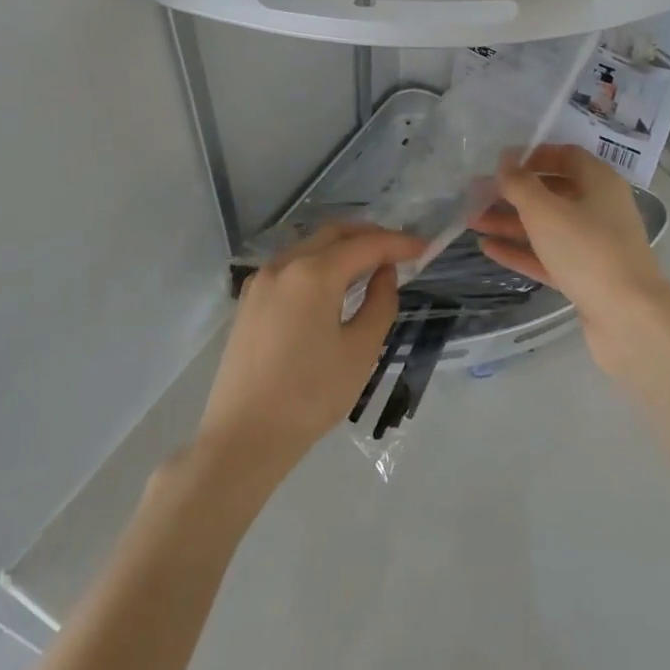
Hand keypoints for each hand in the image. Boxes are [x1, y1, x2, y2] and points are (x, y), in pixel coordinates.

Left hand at [194, 223, 425, 480]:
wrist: (244, 436)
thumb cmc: (310, 395)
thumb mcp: (360, 350)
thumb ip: (381, 303)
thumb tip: (384, 273)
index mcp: (313, 273)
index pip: (365, 245)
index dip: (398, 243)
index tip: (425, 248)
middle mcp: (284, 265)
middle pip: (334, 234)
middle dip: (369, 236)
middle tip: (399, 250)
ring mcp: (261, 280)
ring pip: (309, 246)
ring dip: (342, 248)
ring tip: (370, 265)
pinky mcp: (249, 300)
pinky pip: (290, 266)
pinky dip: (318, 264)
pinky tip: (332, 285)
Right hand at [469, 145, 669, 372]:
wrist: (628, 318)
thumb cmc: (587, 250)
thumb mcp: (546, 211)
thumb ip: (520, 184)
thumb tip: (506, 161)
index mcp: (599, 182)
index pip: (566, 156)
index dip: (533, 155)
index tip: (501, 163)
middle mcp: (600, 208)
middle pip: (553, 192)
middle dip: (514, 193)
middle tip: (477, 194)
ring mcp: (594, 245)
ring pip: (547, 226)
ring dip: (511, 222)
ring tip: (473, 221)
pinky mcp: (586, 276)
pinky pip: (548, 256)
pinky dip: (521, 251)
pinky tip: (488, 248)